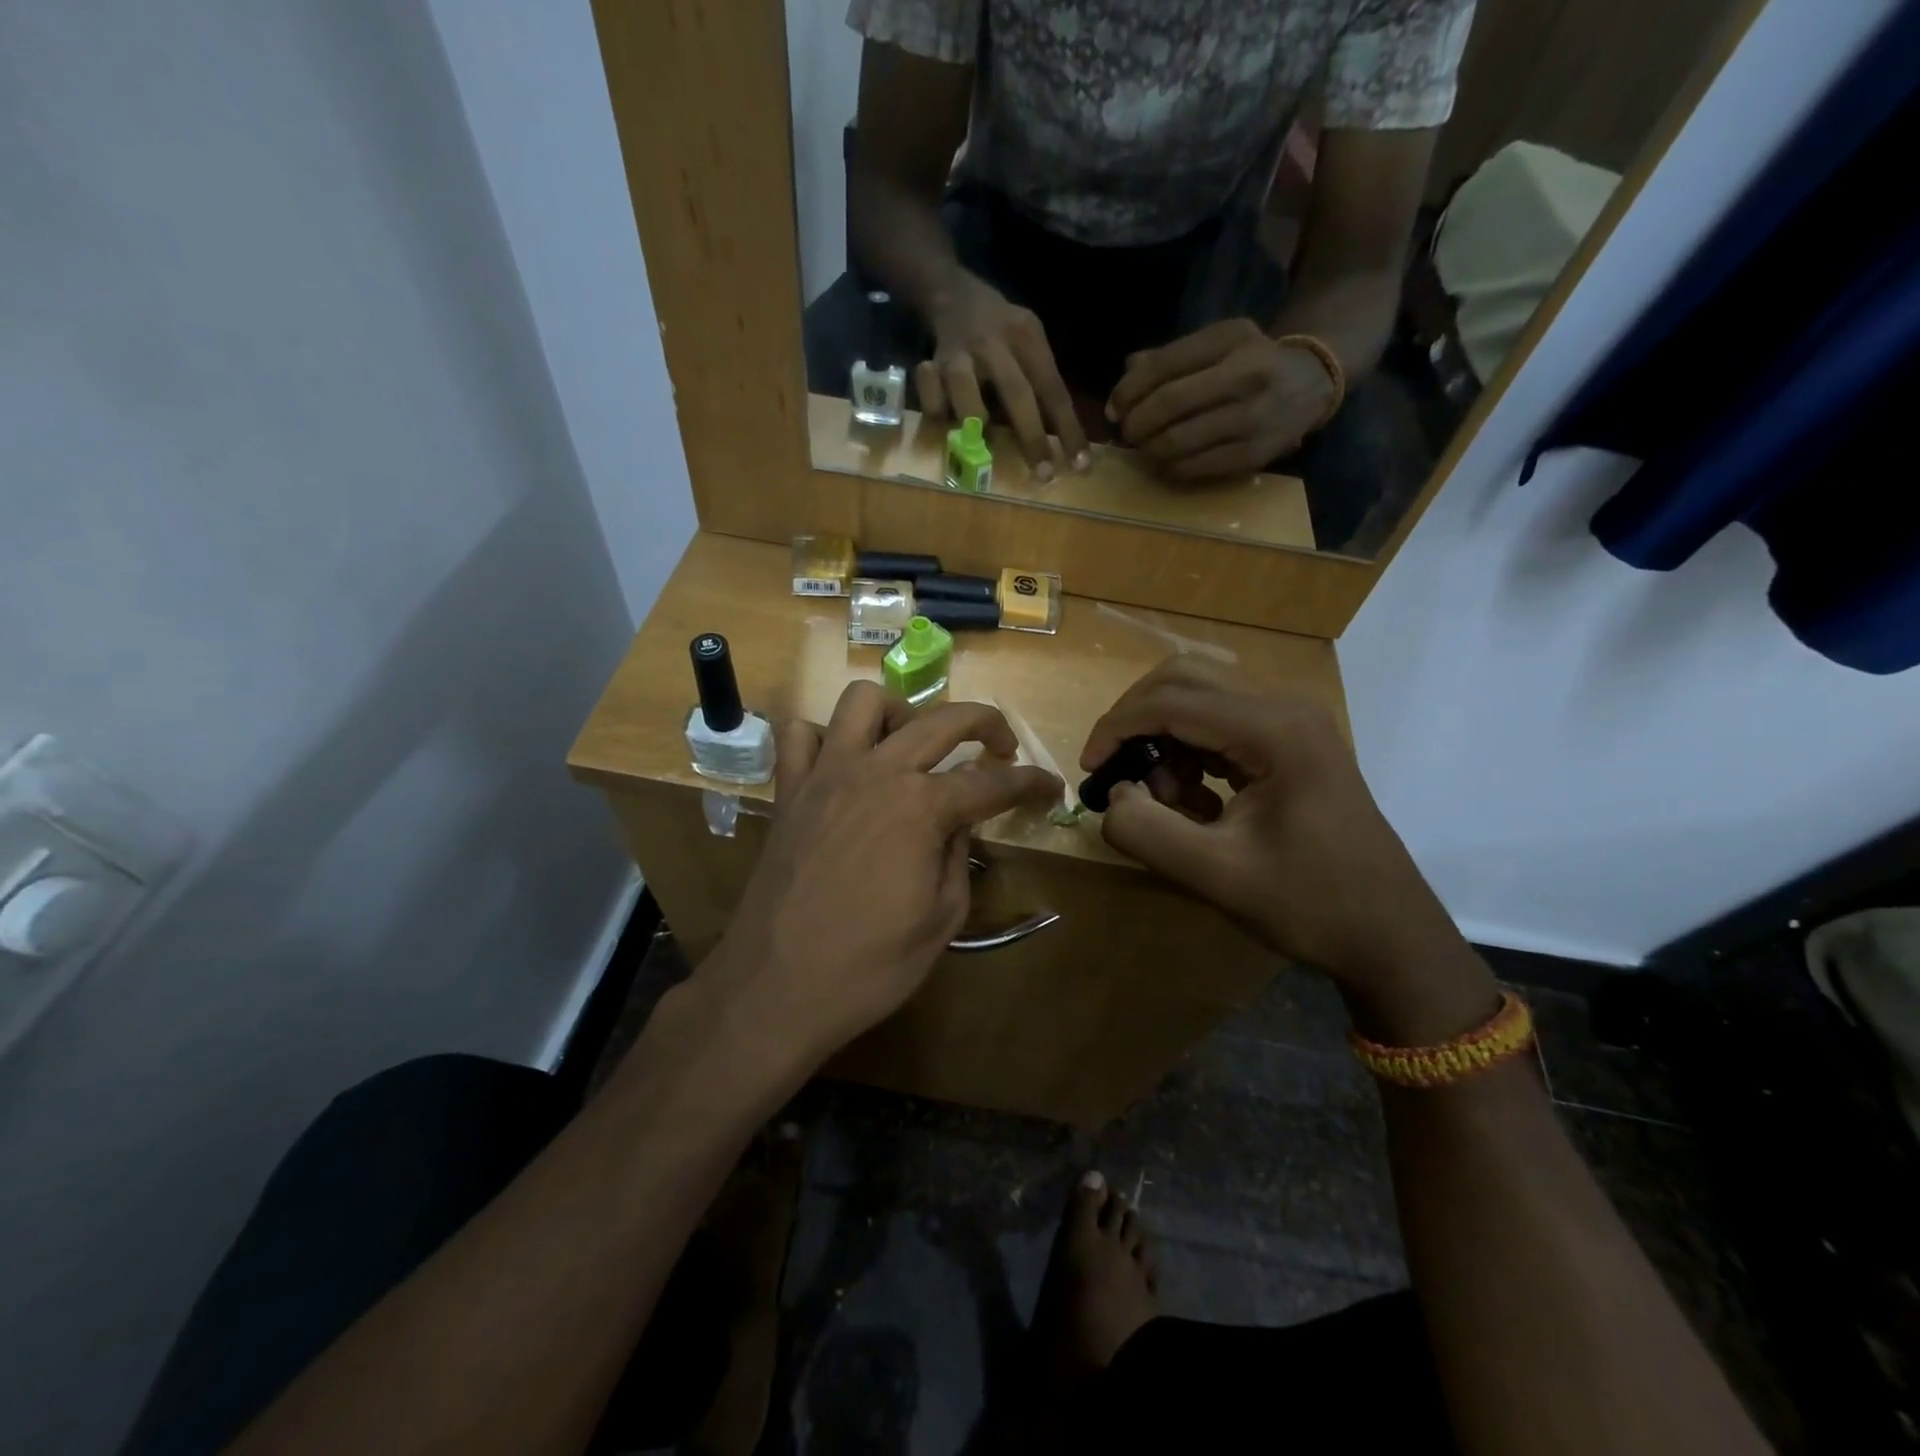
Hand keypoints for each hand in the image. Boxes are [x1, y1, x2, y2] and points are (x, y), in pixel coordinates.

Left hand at [708, 683, 1059, 1063]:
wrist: (776, 989)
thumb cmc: (870, 966)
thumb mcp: (943, 919)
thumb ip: (958, 856)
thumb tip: (959, 820)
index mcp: (922, 807)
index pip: (994, 783)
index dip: (1031, 784)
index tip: (1052, 789)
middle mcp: (877, 772)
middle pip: (942, 720)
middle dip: (985, 722)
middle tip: (1001, 747)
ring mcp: (826, 775)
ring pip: (863, 701)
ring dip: (899, 713)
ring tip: (912, 748)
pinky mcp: (789, 791)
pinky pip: (800, 736)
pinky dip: (826, 739)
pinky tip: (843, 767)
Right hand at [917, 273, 1090, 478]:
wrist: (951, 294)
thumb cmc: (1000, 330)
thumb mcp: (1029, 339)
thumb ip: (1041, 380)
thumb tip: (1062, 438)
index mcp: (1026, 337)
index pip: (1053, 389)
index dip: (1068, 430)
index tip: (1080, 465)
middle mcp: (994, 344)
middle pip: (1017, 394)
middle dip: (1033, 438)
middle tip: (1044, 475)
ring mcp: (959, 355)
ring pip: (968, 398)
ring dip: (977, 425)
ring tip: (979, 447)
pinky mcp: (931, 367)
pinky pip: (933, 401)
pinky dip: (937, 413)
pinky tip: (943, 418)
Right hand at [1080, 659, 1478, 1012]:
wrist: (1391, 935)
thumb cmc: (1311, 905)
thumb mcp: (1216, 876)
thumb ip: (1147, 832)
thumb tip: (1111, 797)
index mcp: (1274, 730)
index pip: (1171, 701)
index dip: (1117, 728)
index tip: (1089, 770)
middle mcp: (1285, 708)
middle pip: (1184, 677)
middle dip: (1136, 719)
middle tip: (1114, 769)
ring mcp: (1293, 722)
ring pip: (1201, 696)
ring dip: (1165, 737)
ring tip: (1163, 799)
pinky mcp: (1292, 742)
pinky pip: (1222, 724)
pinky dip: (1191, 751)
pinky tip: (1194, 802)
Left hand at [1107, 319, 1337, 481]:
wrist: (1311, 385)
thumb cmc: (1252, 362)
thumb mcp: (1218, 344)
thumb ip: (1171, 356)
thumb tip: (1125, 374)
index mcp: (1231, 340)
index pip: (1163, 365)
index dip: (1128, 390)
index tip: (1114, 408)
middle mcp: (1245, 376)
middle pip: (1167, 405)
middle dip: (1135, 422)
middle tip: (1127, 430)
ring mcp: (1251, 419)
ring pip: (1176, 441)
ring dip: (1147, 448)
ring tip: (1144, 446)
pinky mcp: (1251, 455)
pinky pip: (1191, 467)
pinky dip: (1167, 467)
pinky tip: (1165, 460)